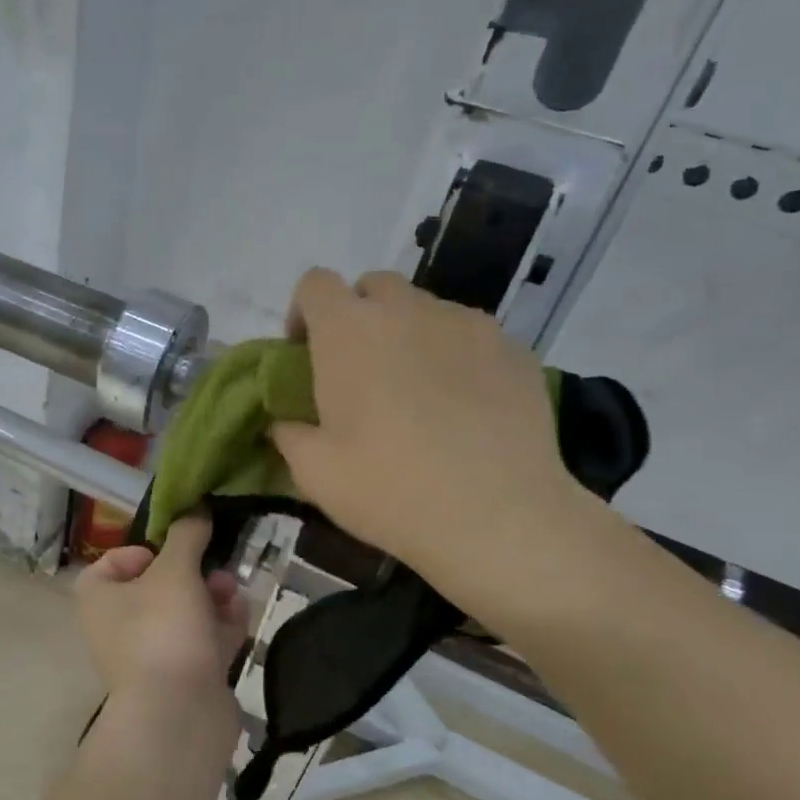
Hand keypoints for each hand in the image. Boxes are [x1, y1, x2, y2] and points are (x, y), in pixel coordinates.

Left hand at [75, 516, 247, 719]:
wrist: (178, 716)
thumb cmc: (163, 629)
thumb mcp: (174, 570)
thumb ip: (187, 536)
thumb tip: (196, 510)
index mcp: (99, 598)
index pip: (111, 564)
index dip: (141, 552)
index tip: (170, 551)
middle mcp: (119, 626)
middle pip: (157, 587)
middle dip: (192, 572)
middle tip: (215, 568)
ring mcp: (152, 655)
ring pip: (184, 614)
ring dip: (211, 597)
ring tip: (232, 591)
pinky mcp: (183, 678)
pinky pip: (203, 642)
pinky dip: (221, 627)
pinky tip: (242, 615)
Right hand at [270, 268, 596, 598]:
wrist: (497, 516)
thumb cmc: (389, 488)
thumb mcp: (313, 471)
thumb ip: (288, 433)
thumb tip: (286, 421)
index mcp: (348, 331)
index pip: (315, 283)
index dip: (304, 312)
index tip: (305, 354)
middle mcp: (407, 310)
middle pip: (374, 286)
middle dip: (359, 316)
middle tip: (360, 370)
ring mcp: (467, 324)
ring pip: (426, 309)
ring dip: (408, 335)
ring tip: (417, 392)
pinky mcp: (513, 348)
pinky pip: (470, 336)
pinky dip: (455, 356)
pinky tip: (463, 407)